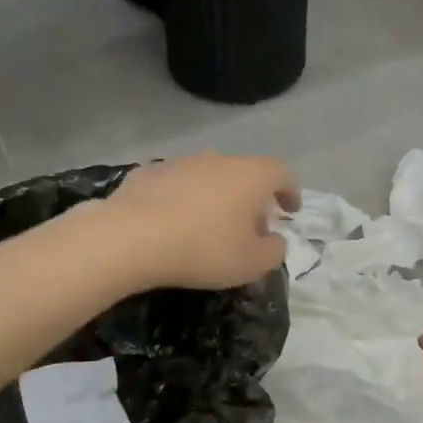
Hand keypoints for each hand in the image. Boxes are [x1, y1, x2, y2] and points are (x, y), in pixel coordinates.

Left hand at [103, 153, 299, 289]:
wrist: (131, 237)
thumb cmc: (203, 249)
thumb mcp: (252, 263)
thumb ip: (274, 251)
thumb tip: (275, 241)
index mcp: (251, 175)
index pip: (282, 173)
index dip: (290, 191)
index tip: (290, 210)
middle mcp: (218, 159)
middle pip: (244, 174)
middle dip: (252, 199)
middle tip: (251, 228)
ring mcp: (180, 162)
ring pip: (209, 177)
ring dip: (217, 198)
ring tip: (211, 227)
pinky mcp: (147, 172)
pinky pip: (176, 186)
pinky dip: (183, 201)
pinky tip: (174, 223)